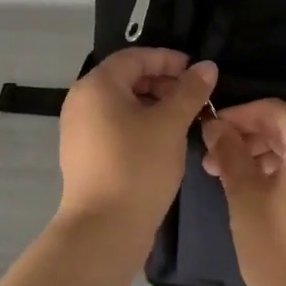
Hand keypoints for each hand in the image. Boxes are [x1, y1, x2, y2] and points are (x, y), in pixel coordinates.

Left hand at [58, 49, 217, 228]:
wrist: (104, 228)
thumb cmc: (138, 165)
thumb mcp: (171, 124)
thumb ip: (190, 91)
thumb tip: (207, 66)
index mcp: (97, 85)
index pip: (135, 57)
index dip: (168, 60)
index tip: (197, 73)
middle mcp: (81, 101)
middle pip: (126, 78)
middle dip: (162, 82)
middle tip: (193, 97)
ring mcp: (78, 129)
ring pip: (121, 104)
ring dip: (153, 105)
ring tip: (183, 119)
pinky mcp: (83, 154)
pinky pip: (114, 125)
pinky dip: (139, 124)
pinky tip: (162, 141)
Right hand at [200, 99, 285, 285]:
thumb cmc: (276, 246)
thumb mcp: (244, 196)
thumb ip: (229, 153)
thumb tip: (215, 126)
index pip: (274, 110)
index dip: (240, 115)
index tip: (211, 129)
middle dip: (247, 138)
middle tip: (212, 158)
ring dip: (262, 155)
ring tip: (228, 176)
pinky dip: (282, 170)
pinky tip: (255, 188)